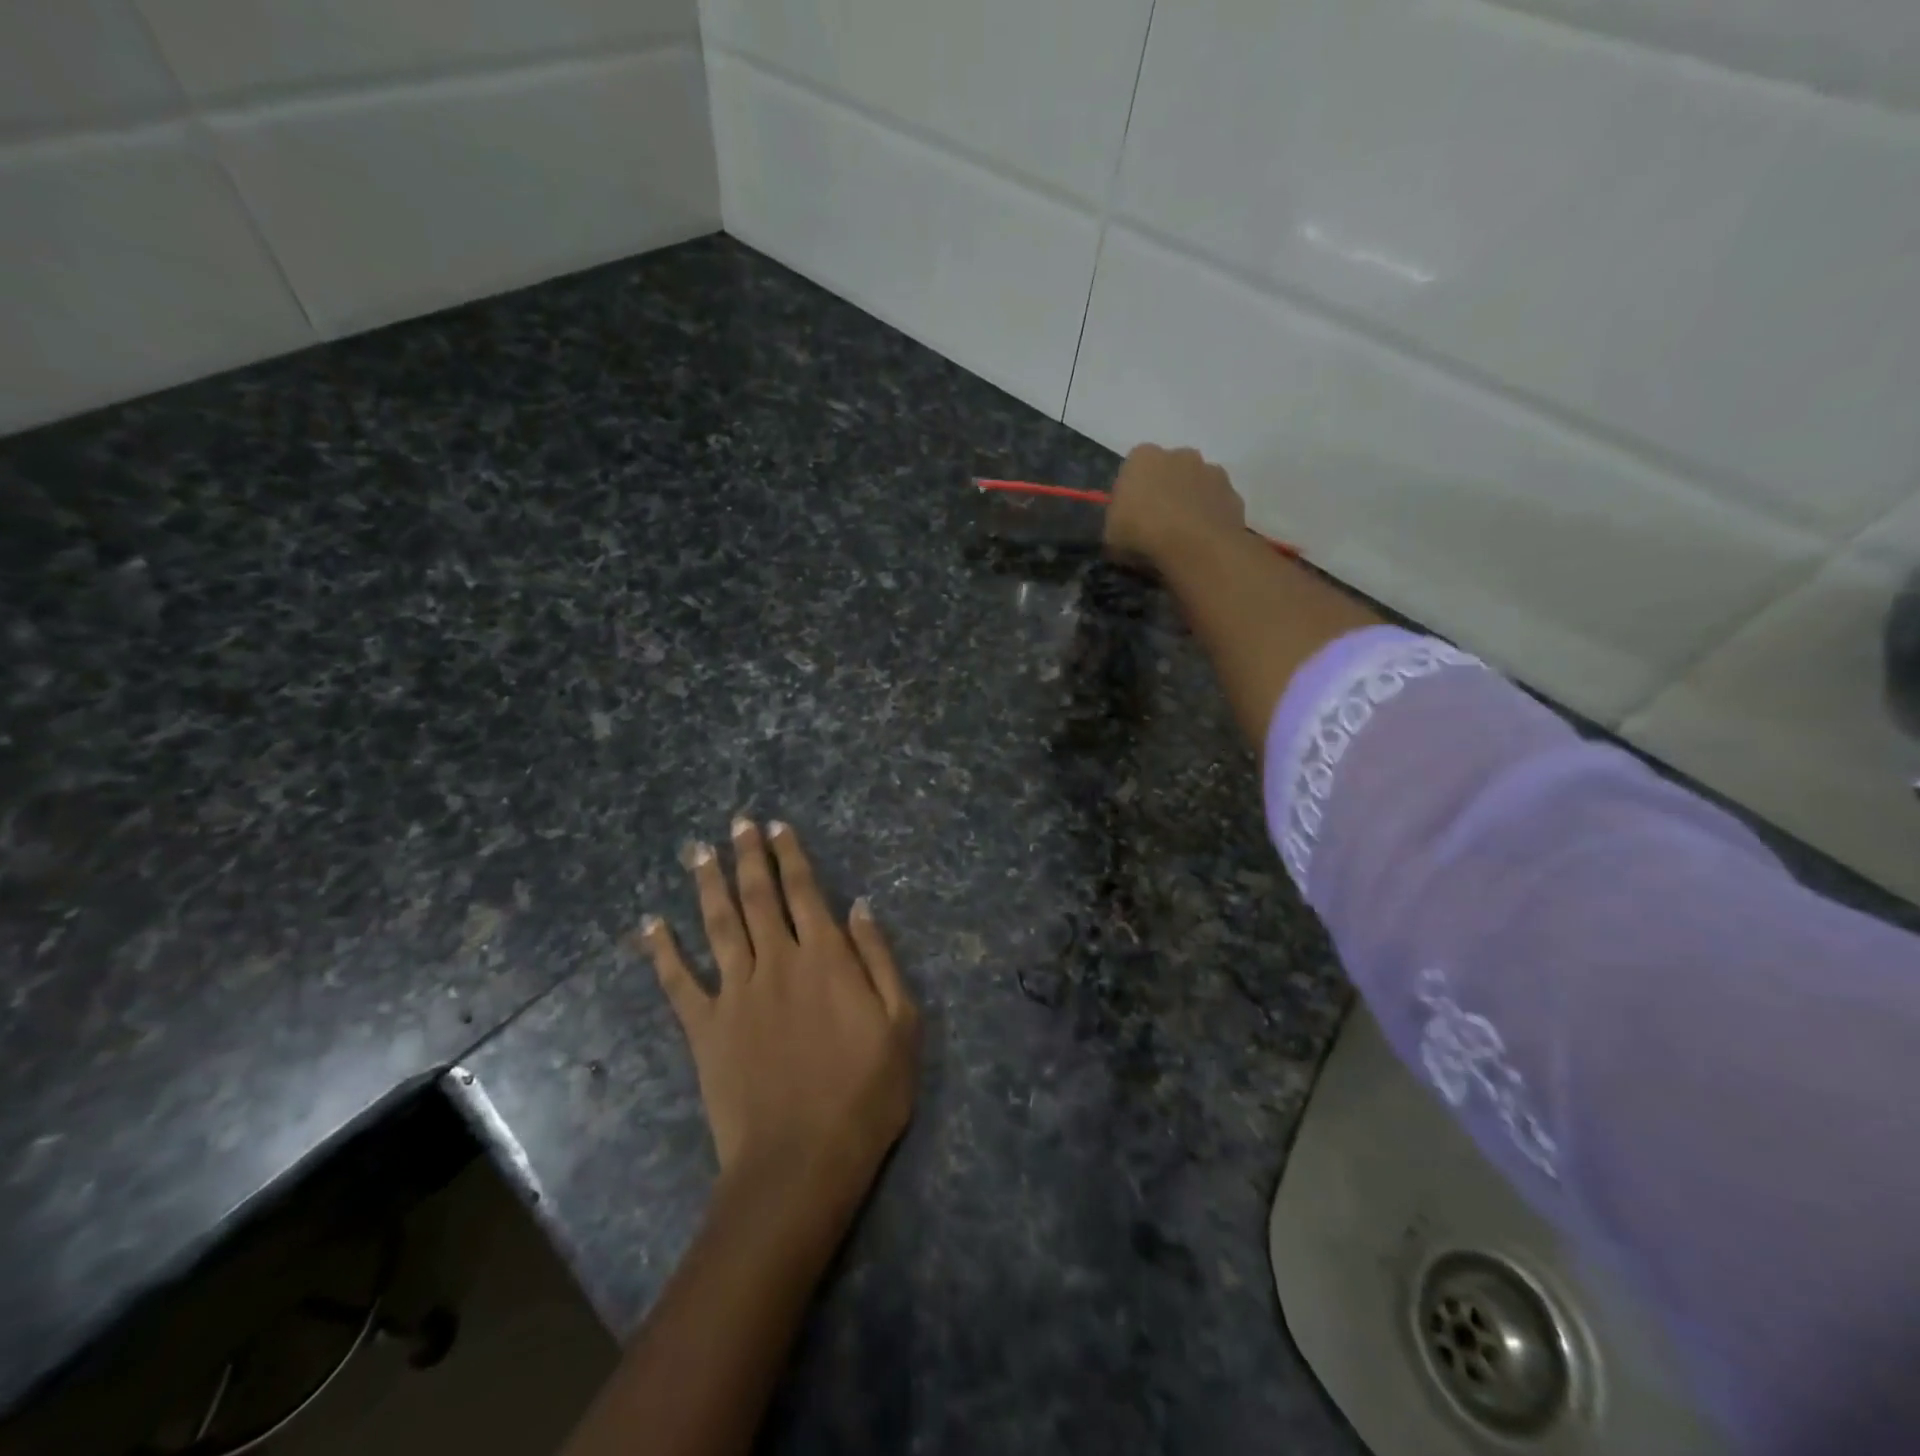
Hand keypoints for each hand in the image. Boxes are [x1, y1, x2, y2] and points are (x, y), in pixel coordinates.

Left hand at [640, 819, 919, 1202]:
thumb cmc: (865, 1094)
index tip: (777, 826)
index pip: (804, 892)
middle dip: (748, 856)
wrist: (802, 1162)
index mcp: (825, 957)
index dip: (791, 856)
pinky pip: (678, 982)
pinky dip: (661, 951)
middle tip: (737, 823)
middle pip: (758, 896)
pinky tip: (649, 924)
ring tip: (698, 851)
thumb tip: (859, 906)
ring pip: (718, 924)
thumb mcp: (901, 1024)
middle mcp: (776, 961)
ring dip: (708, 884)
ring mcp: (735, 993)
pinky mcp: (705, 1028)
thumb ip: (879, 958)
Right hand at [1104, 443, 1246, 565]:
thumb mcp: (1110, 535)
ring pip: (1196, 484)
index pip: (1133, 468)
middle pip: (1169, 471)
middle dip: (1165, 491)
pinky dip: (1211, 516)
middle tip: (1158, 524)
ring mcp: (1211, 471)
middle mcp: (1180, 454)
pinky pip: (1217, 503)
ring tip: (1183, 535)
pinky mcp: (1234, 493)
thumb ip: (1117, 521)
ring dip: (1190, 502)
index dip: (1132, 492)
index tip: (1130, 516)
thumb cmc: (1143, 534)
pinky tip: (1203, 540)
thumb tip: (1124, 525)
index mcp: (1143, 457)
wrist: (1195, 547)